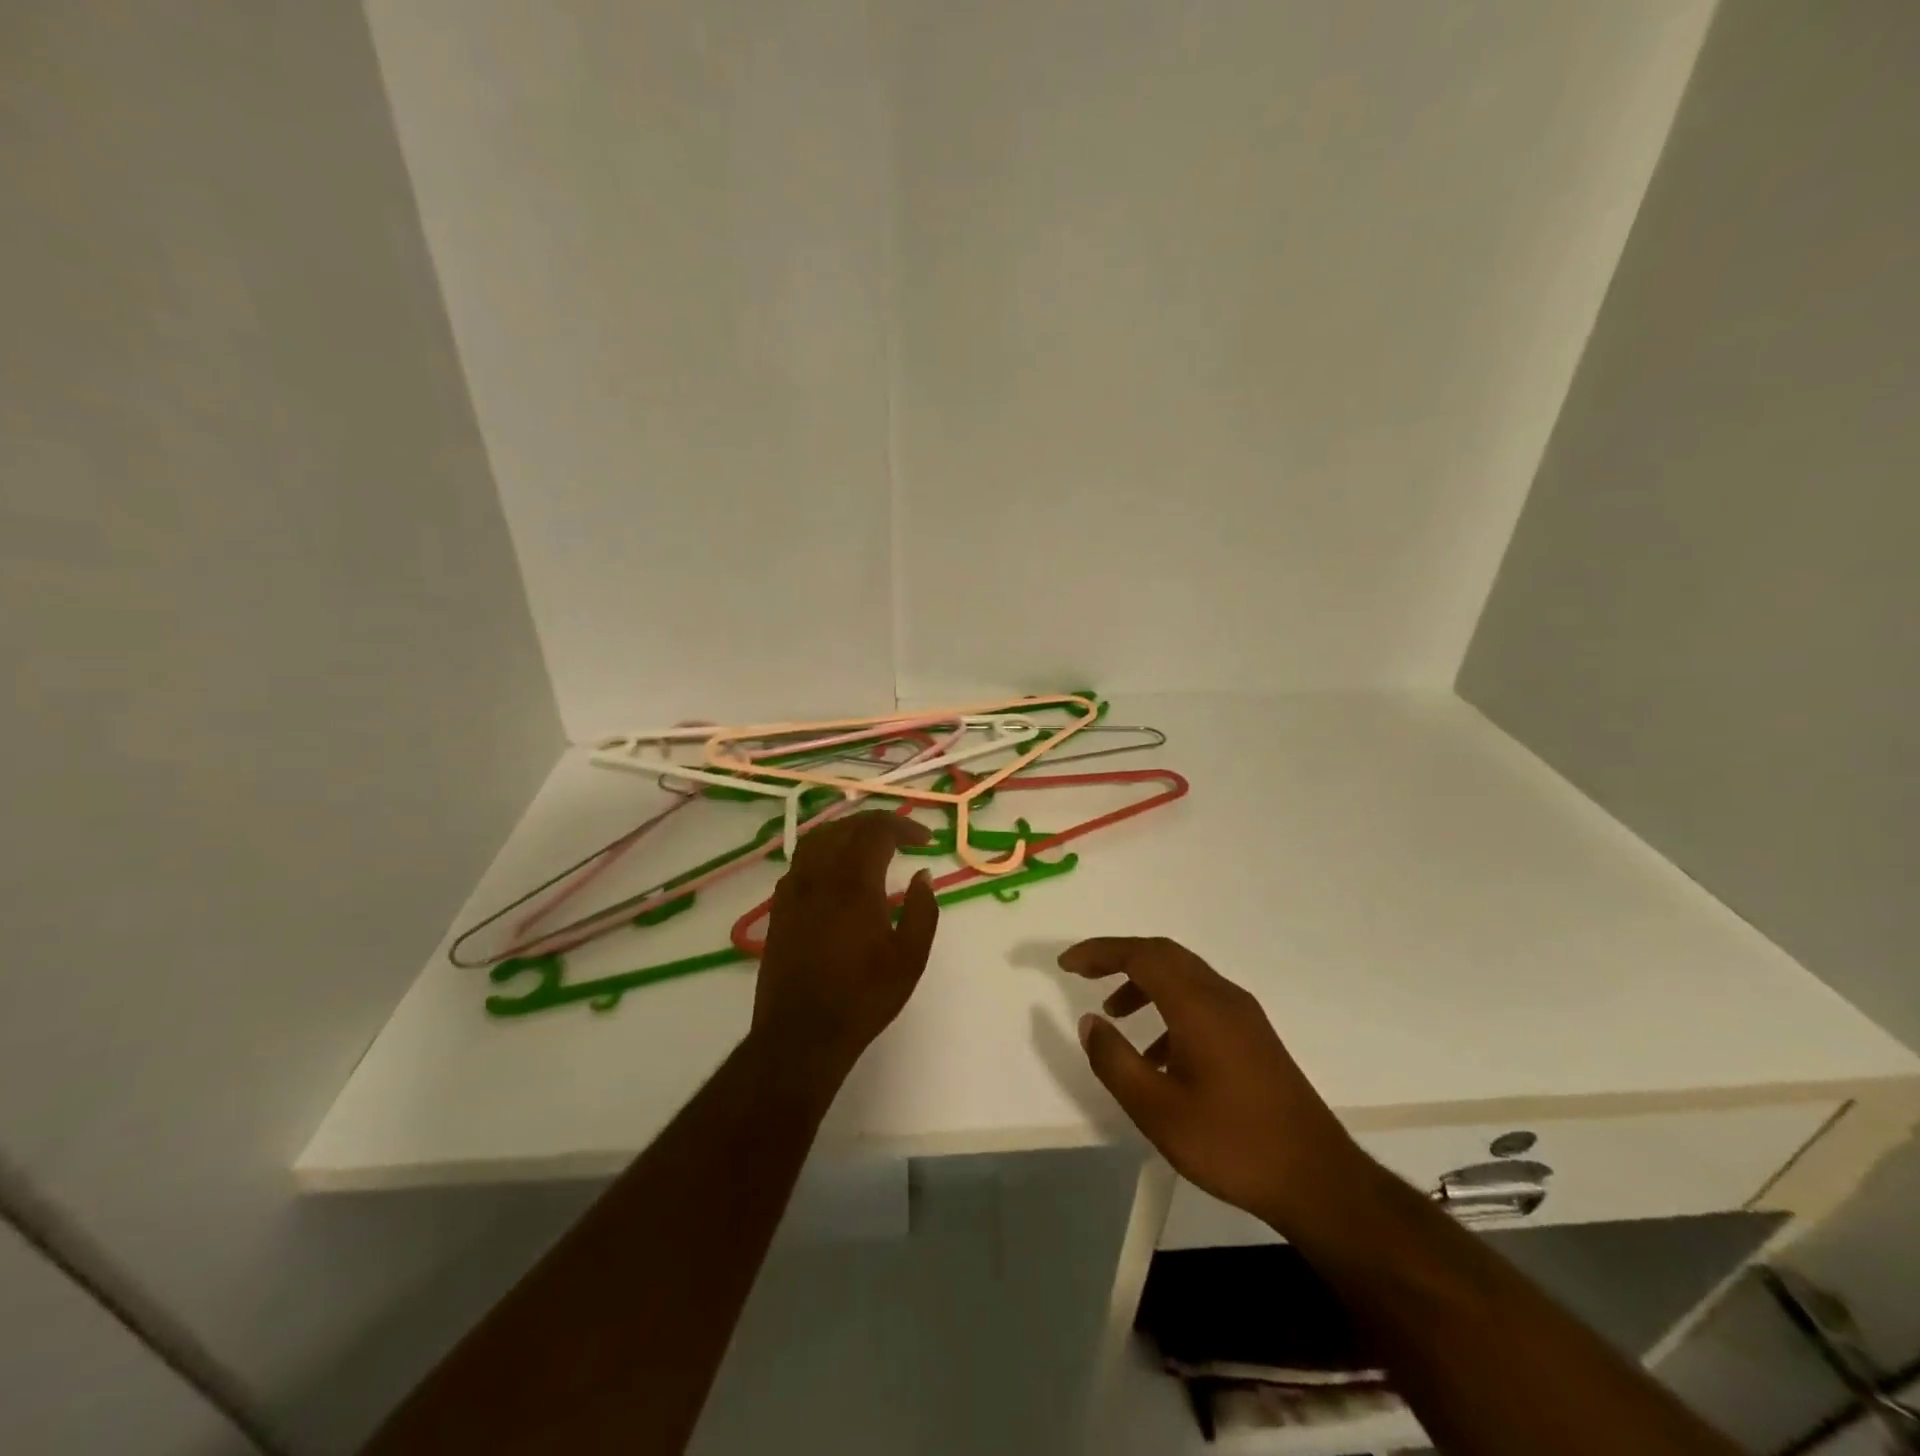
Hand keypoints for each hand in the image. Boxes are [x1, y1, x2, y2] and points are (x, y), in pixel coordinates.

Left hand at [750, 811, 939, 1082]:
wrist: (801, 1033)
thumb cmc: (863, 997)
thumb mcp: (910, 958)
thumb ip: (922, 910)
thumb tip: (923, 875)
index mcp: (854, 883)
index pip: (877, 830)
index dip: (904, 826)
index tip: (925, 840)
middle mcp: (820, 875)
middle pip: (846, 828)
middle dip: (877, 823)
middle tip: (903, 836)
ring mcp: (793, 890)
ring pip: (818, 839)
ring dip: (847, 832)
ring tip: (869, 844)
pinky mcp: (779, 907)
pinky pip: (800, 861)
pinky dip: (823, 851)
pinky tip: (835, 871)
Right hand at [1062, 937, 1364, 1231]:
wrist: (1317, 1180)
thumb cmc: (1231, 1143)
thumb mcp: (1157, 1110)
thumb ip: (1115, 1061)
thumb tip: (1090, 1022)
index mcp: (1198, 1005)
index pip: (1141, 955)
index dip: (1099, 952)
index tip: (1066, 964)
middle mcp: (1222, 996)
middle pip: (1163, 954)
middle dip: (1119, 958)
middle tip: (1084, 975)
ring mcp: (1243, 1015)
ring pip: (1183, 977)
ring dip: (1144, 983)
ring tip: (1115, 1016)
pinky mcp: (1254, 1036)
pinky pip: (1201, 1001)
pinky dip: (1168, 1008)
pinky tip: (1157, 1054)